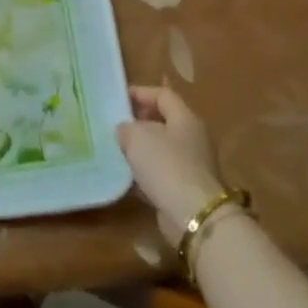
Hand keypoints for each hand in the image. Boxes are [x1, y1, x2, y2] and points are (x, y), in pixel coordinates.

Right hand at [118, 85, 226, 246]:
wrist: (193, 215)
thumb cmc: (166, 165)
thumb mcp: (137, 137)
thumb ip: (126, 128)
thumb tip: (125, 130)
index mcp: (185, 118)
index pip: (163, 94)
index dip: (140, 93)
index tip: (117, 98)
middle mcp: (192, 138)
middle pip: (163, 121)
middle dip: (138, 122)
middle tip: (114, 125)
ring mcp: (191, 164)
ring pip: (161, 148)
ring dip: (140, 149)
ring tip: (115, 150)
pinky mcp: (185, 188)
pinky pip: (161, 173)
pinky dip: (144, 173)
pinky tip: (126, 176)